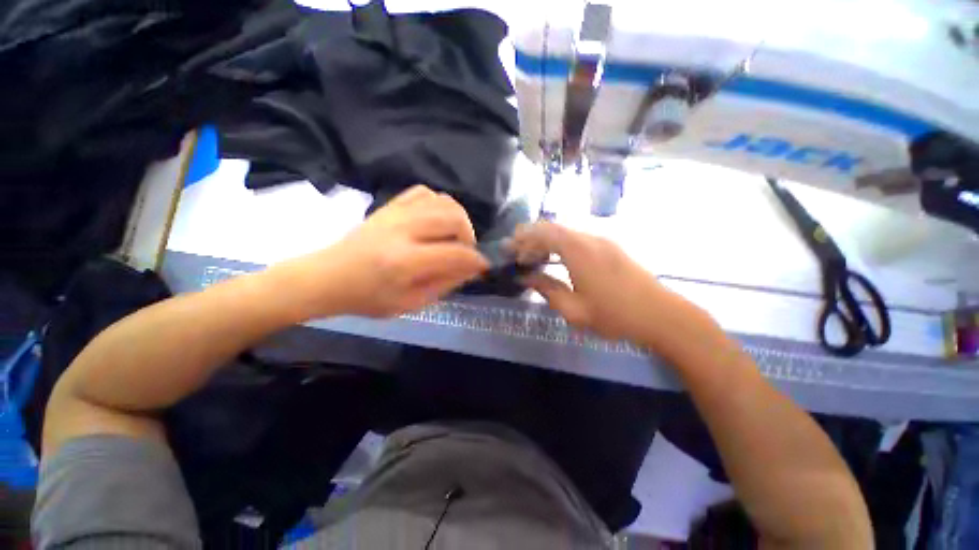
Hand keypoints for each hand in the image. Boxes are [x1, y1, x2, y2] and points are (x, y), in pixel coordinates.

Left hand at [284, 186, 488, 317]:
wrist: (327, 277)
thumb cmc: (368, 298)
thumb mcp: (411, 303)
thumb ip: (445, 284)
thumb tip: (471, 269)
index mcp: (405, 261)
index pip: (455, 253)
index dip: (476, 260)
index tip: (483, 266)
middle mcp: (402, 230)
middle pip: (453, 218)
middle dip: (469, 235)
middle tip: (464, 251)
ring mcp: (395, 213)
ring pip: (443, 201)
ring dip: (457, 218)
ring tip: (452, 236)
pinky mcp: (390, 206)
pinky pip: (424, 192)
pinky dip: (438, 205)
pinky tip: (435, 221)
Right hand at [512, 221, 678, 343]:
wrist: (662, 316)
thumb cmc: (615, 315)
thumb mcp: (574, 309)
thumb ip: (546, 289)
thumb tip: (526, 277)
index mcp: (578, 251)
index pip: (543, 233)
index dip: (523, 239)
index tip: (509, 250)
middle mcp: (589, 239)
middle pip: (553, 229)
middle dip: (531, 239)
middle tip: (517, 255)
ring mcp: (602, 241)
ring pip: (565, 233)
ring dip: (546, 242)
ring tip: (533, 259)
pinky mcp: (610, 248)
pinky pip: (578, 239)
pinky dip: (561, 245)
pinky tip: (556, 260)